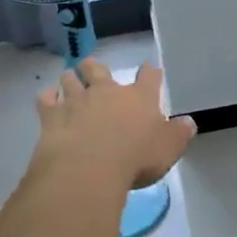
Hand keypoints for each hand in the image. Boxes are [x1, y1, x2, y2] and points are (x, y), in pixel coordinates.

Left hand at [33, 60, 196, 190]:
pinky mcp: (52, 116)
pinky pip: (46, 99)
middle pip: (98, 68)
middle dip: (96, 68)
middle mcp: (106, 92)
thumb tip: (189, 122)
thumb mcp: (168, 150)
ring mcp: (76, 101)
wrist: (88, 169)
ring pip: (70, 79)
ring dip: (70, 79)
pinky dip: (48, 98)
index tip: (150, 70)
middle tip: (94, 72)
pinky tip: (49, 101)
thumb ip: (179, 134)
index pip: (149, 77)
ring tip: (70, 83)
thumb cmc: (135, 159)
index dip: (150, 72)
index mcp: (139, 98)